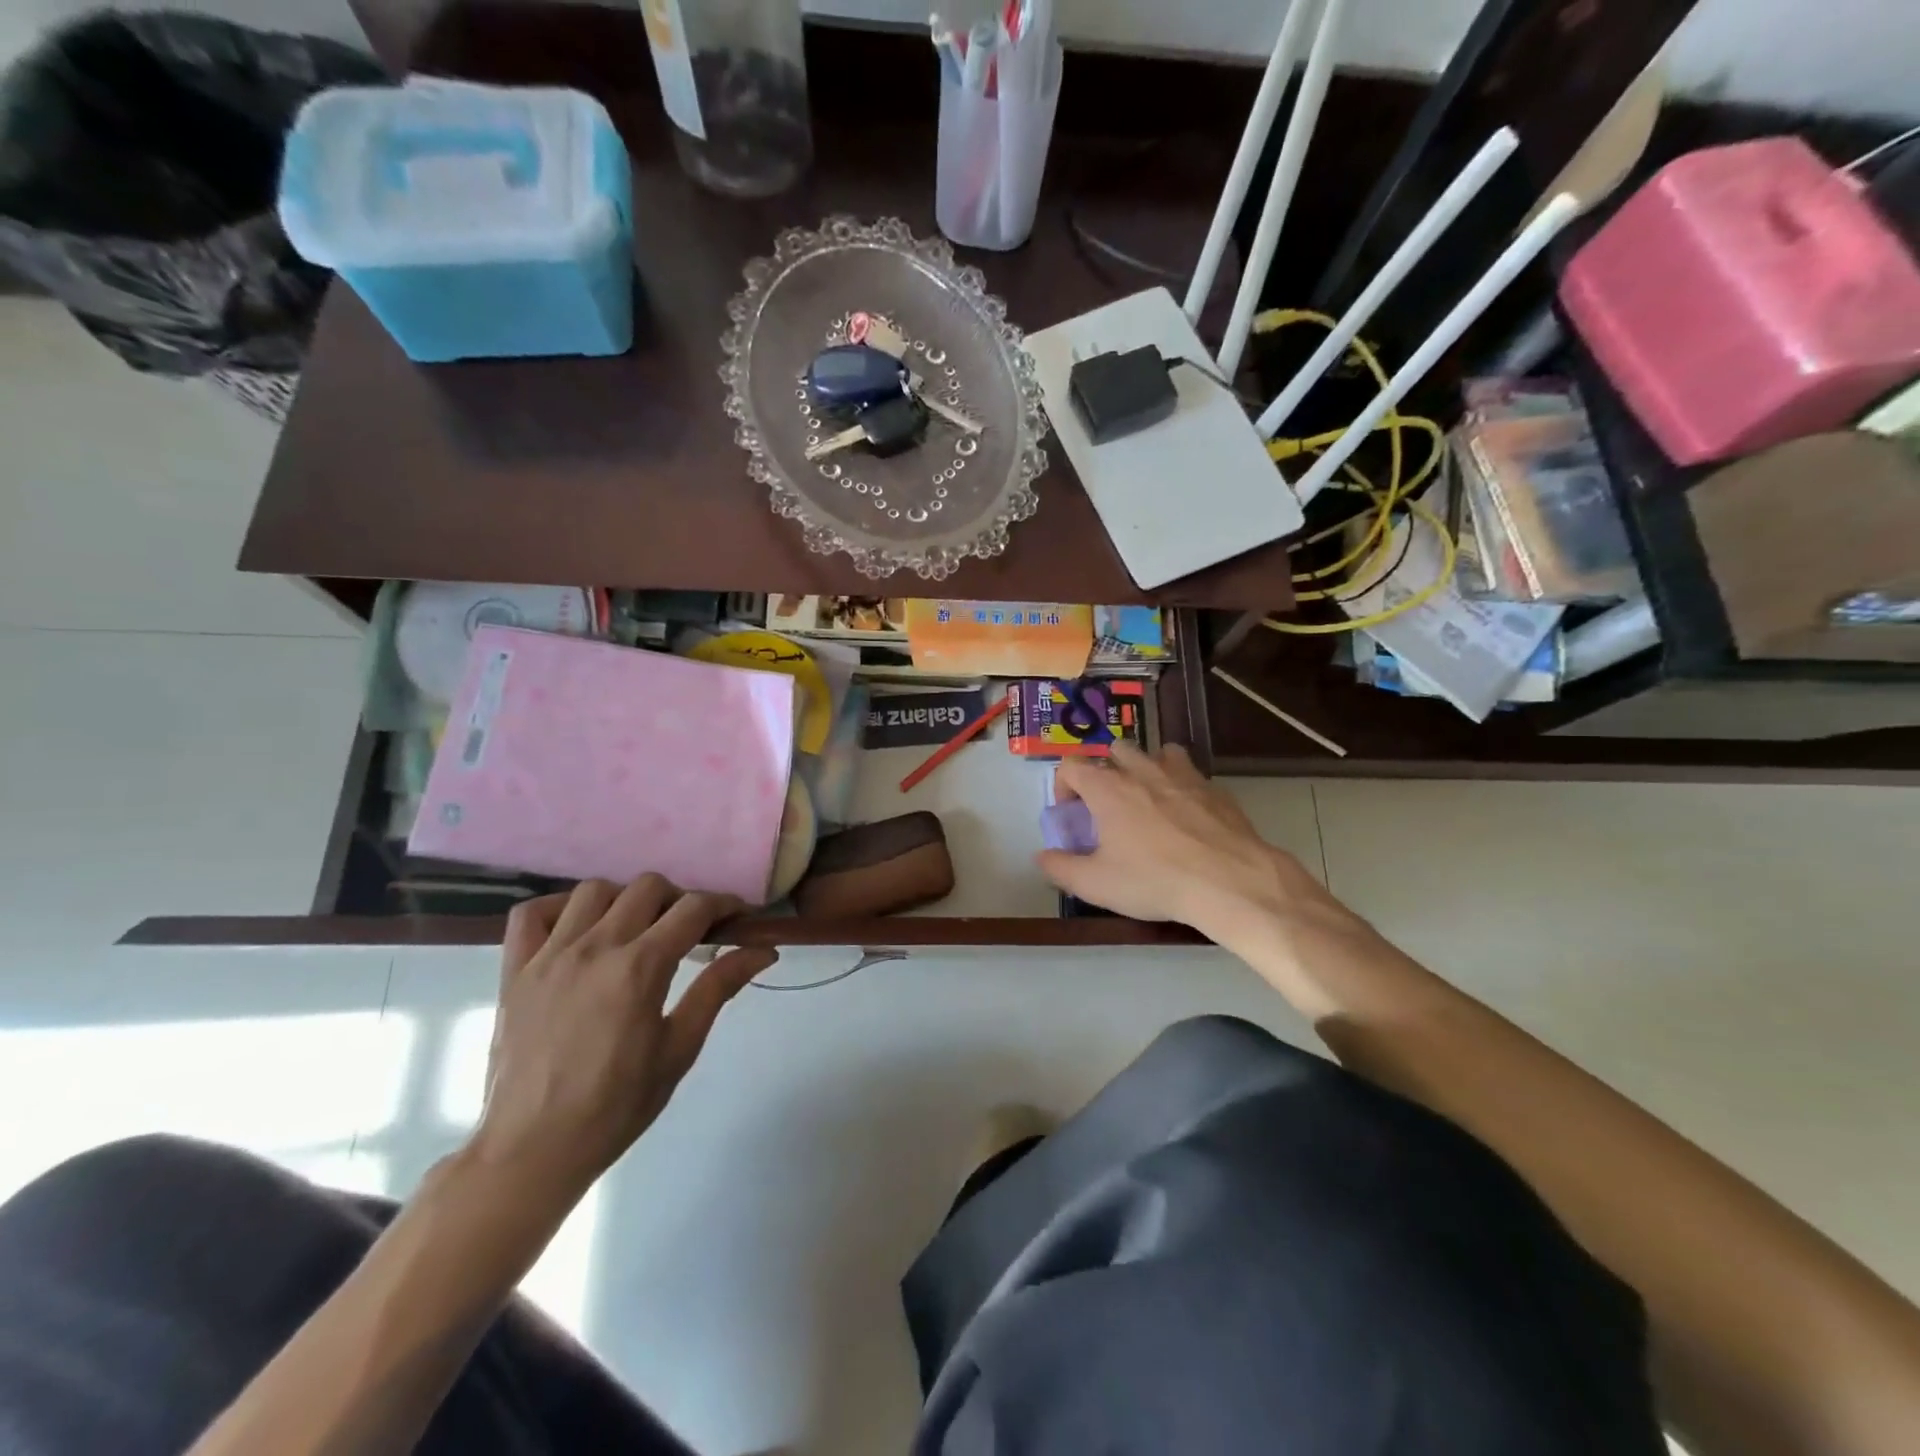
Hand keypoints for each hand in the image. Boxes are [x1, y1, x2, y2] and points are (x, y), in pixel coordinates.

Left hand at [471, 877, 775, 1196]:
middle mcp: (595, 947)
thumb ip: (718, 988)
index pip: (693, 908)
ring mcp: (550, 955)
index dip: (723, 904)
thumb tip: (764, 951)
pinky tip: (577, 930)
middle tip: (688, 931)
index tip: (737, 917)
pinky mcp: (514, 970)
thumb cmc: (616, 1105)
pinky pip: (531, 913)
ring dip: (624, 899)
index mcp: (641, 967)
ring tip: (634, 929)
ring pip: (594, 890)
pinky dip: (558, 908)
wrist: (532, 1151)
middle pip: (647, 887)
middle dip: (678, 899)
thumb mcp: (679, 1048)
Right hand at [1037, 743, 1333, 936]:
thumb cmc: (1154, 880)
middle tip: (1109, 806)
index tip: (1071, 813)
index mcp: (1107, 788)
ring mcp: (1181, 774)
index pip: (1071, 765)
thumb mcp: (1096, 884)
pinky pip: (1189, 771)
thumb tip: (1042, 856)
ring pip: (1155, 752)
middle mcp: (1141, 770)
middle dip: (1105, 771)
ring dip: (1144, 768)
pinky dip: (1179, 783)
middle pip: (1114, 750)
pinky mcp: (1213, 786)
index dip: (1063, 785)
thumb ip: (1061, 868)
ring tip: (1148, 800)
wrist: (1229, 881)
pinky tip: (1185, 813)